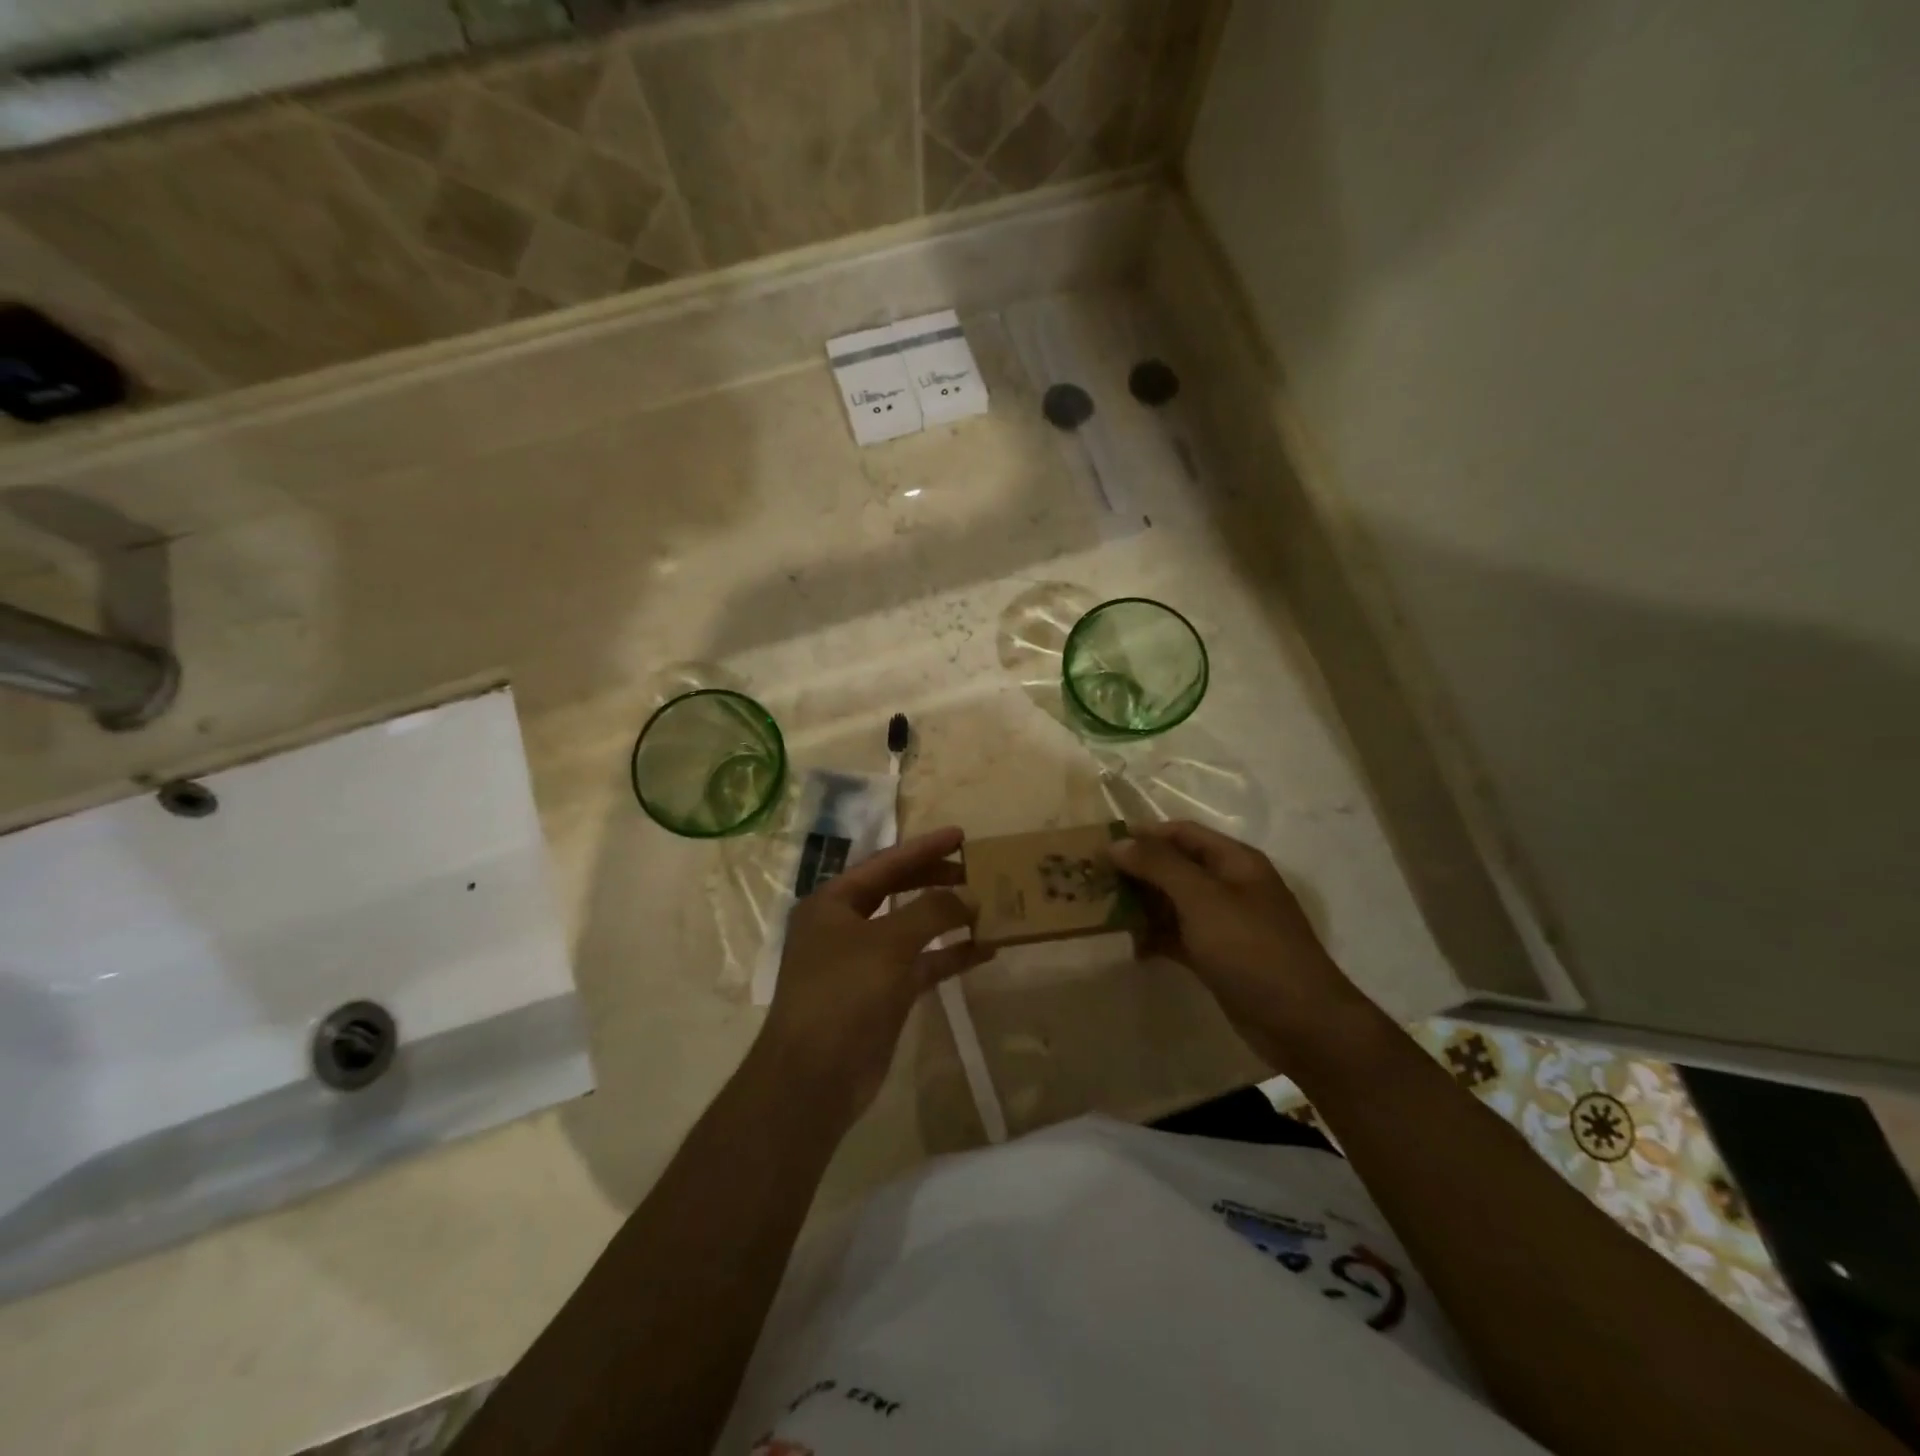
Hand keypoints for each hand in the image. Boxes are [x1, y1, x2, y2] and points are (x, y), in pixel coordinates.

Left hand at [757, 827, 992, 1124]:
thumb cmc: (843, 994)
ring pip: (913, 928)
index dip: (923, 848)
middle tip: (977, 869)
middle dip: (937, 879)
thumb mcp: (887, 943)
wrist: (814, 1079)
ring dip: (948, 918)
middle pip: (898, 891)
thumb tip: (968, 895)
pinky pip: (922, 964)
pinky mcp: (884, 994)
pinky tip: (985, 949)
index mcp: (833, 902)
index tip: (961, 835)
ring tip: (988, 904)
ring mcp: (865, 962)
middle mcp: (846, 926)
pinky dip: (950, 956)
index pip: (884, 863)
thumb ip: (931, 911)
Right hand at [1112, 821, 1371, 1069]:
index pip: (1181, 833)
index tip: (1100, 846)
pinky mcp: (1217, 957)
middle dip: (1136, 871)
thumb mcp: (1202, 899)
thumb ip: (1159, 866)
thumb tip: (1117, 843)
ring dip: (1141, 905)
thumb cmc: (1252, 949)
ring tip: (1100, 912)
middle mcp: (1229, 886)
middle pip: (1174, 867)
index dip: (1142, 835)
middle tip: (1092, 880)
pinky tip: (1128, 946)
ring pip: (1173, 903)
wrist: (1301, 1023)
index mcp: (1234, 861)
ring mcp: (1224, 924)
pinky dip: (1154, 938)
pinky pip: (1178, 936)